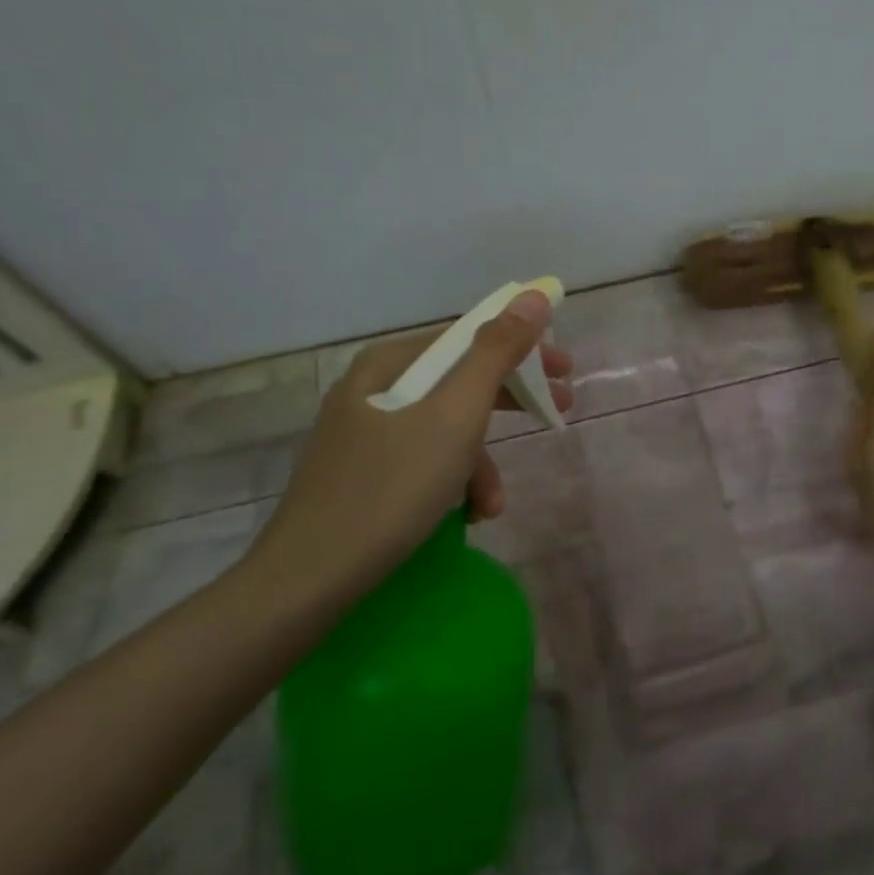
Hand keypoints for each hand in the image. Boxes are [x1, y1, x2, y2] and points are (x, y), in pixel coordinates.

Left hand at [248, 291, 571, 602]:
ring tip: (492, 506)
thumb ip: (496, 353)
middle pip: (459, 382)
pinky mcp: (362, 474)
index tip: (564, 371)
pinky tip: (465, 516)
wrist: (309, 579)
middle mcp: (373, 389)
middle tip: (558, 413)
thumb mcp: (455, 416)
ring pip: (444, 429)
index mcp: (389, 364)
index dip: (522, 349)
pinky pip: (423, 461)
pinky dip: (452, 483)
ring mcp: (363, 434)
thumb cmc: (391, 488)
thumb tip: (533, 296)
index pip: (468, 337)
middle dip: (509, 405)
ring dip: (480, 464)